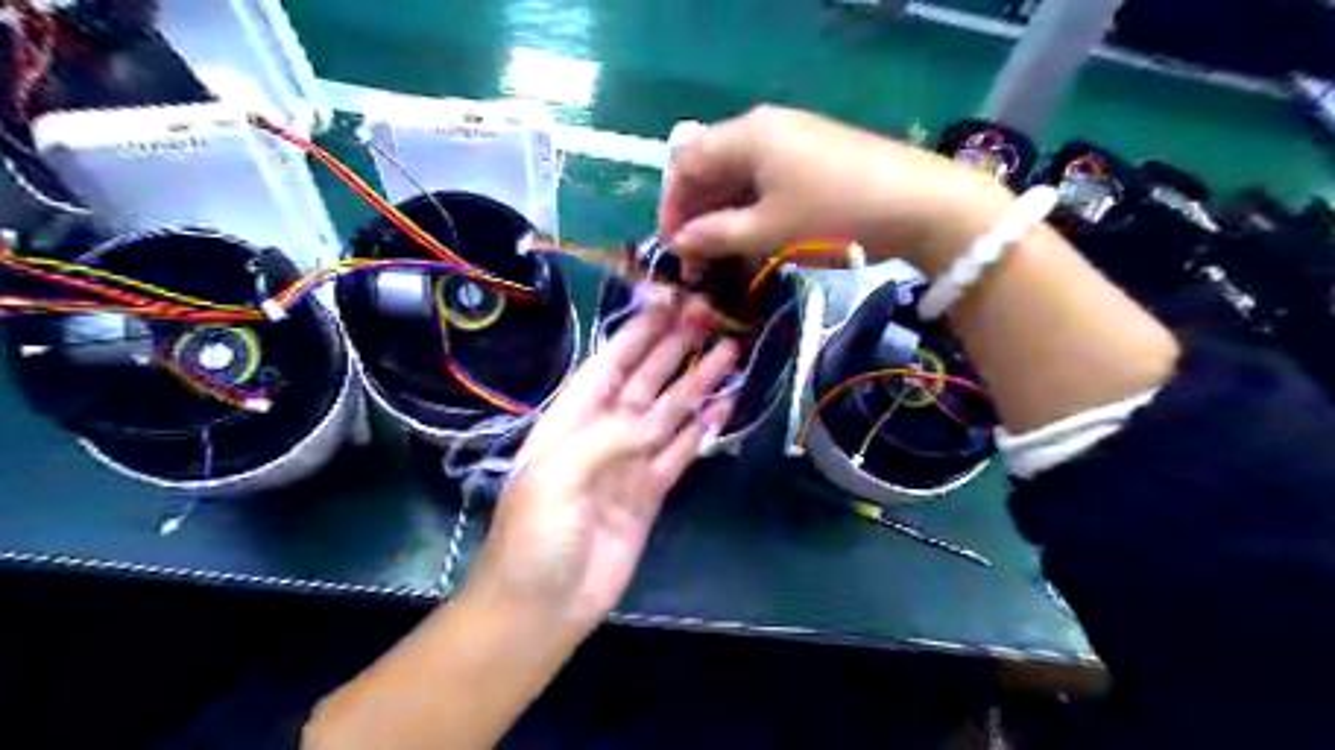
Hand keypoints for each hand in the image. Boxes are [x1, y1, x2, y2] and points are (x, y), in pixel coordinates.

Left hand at [466, 295, 739, 628]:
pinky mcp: (651, 493)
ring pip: (669, 413)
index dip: (638, 334)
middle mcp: (602, 433)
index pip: (609, 364)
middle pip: (644, 382)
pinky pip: (680, 453)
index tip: (669, 305)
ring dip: (696, 384)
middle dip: (673, 349)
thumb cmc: (535, 535)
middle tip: (708, 317)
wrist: (541, 605)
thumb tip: (657, 416)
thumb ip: (610, 437)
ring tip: (728, 353)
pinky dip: (701, 430)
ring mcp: (629, 462)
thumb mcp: (558, 473)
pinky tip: (722, 406)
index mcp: (569, 419)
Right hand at [662, 105, 1017, 276]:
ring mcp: (794, 139)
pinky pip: (767, 179)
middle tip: (695, 258)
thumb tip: (680, 242)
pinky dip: (752, 208)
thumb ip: (717, 235)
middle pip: (713, 166)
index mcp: (747, 135)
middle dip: (698, 213)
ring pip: (740, 175)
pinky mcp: (815, 155)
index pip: (687, 163)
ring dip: (724, 214)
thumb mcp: (768, 230)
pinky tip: (753, 237)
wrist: (920, 205)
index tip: (671, 247)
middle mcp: (765, 126)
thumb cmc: (833, 215)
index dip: (672, 206)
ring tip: (721, 255)